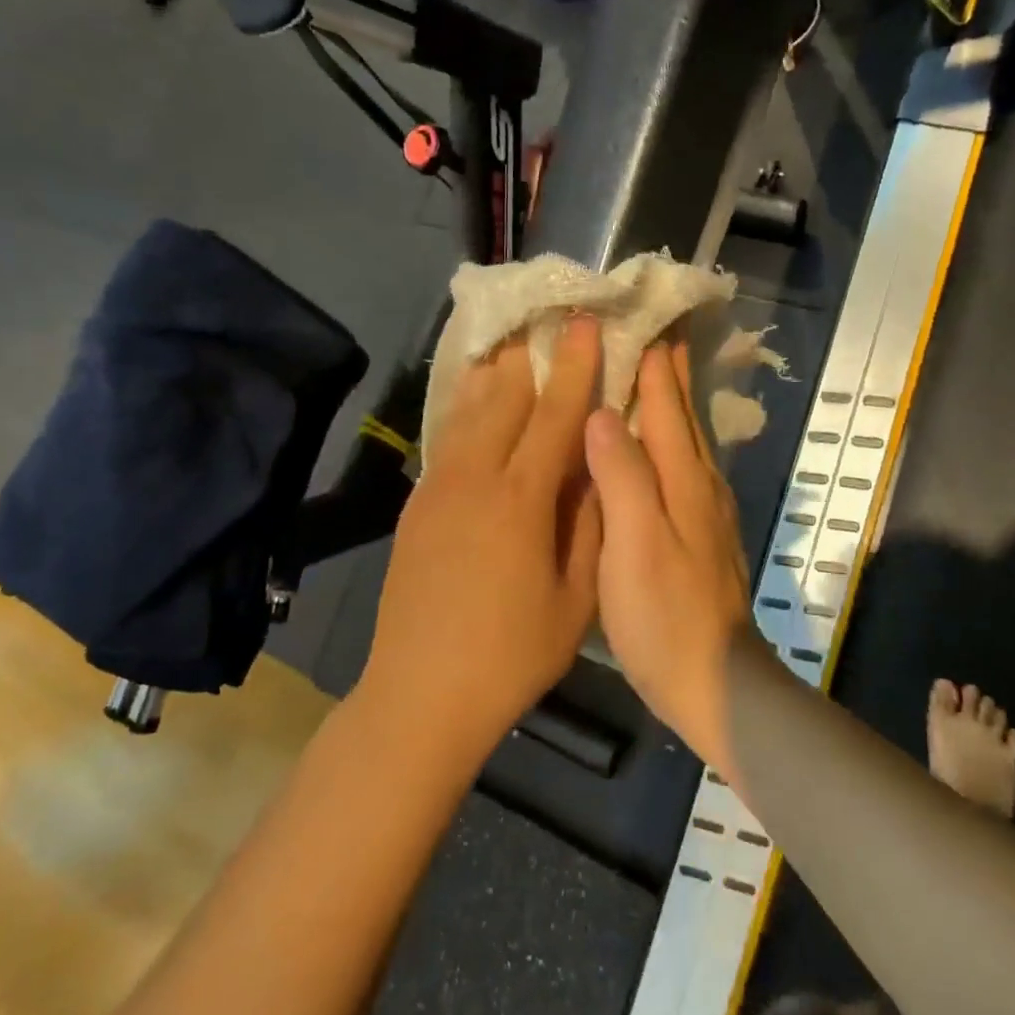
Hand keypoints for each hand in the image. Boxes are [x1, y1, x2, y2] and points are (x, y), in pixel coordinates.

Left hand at [361, 318, 603, 754]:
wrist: (421, 693)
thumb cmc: (512, 654)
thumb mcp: (576, 598)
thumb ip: (590, 524)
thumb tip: (598, 467)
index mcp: (521, 499)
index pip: (556, 414)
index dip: (576, 366)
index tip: (587, 323)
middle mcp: (475, 478)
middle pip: (506, 397)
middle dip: (532, 355)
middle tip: (550, 321)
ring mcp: (438, 487)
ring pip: (469, 410)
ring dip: (495, 373)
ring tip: (513, 344)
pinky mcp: (416, 503)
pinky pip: (447, 438)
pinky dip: (465, 406)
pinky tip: (475, 398)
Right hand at [584, 341, 751, 775]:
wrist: (716, 684)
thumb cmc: (665, 616)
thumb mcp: (635, 545)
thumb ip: (622, 476)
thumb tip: (603, 413)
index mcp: (683, 479)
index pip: (666, 405)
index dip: (655, 363)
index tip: (644, 319)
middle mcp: (700, 485)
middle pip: (684, 416)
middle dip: (670, 371)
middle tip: (656, 329)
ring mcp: (706, 512)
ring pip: (688, 439)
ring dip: (673, 402)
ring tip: (657, 372)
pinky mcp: (702, 535)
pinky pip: (685, 467)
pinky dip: (673, 440)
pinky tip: (662, 446)